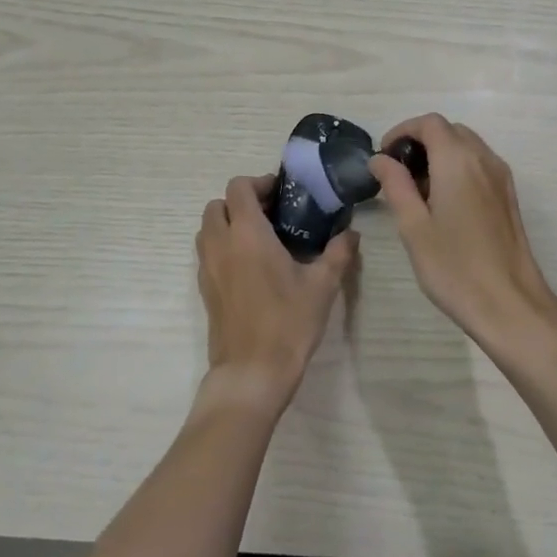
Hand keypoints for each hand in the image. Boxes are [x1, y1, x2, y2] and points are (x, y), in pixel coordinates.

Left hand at [195, 175, 357, 412]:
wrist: (252, 373)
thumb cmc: (288, 323)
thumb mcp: (322, 286)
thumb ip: (338, 253)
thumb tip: (351, 233)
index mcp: (248, 234)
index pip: (239, 188)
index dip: (259, 183)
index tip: (282, 195)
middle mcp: (221, 244)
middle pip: (217, 204)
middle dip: (241, 202)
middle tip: (271, 215)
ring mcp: (207, 267)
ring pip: (208, 228)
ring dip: (228, 223)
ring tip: (260, 238)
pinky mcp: (204, 289)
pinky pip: (207, 253)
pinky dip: (222, 246)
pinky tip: (250, 267)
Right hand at [368, 115, 556, 358]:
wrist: (510, 304)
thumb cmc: (454, 267)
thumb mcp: (413, 226)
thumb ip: (395, 185)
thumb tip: (380, 159)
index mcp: (458, 160)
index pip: (429, 123)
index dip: (402, 131)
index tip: (384, 157)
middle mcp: (484, 159)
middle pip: (449, 130)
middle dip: (420, 142)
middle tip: (397, 175)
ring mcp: (501, 177)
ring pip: (466, 146)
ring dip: (439, 155)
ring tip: (417, 192)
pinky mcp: (508, 196)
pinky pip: (479, 165)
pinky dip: (457, 168)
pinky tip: (443, 204)